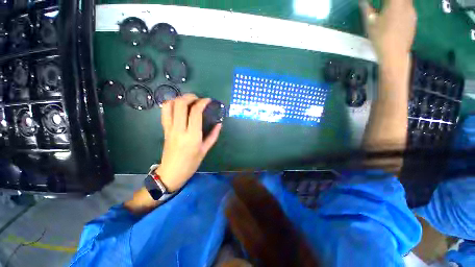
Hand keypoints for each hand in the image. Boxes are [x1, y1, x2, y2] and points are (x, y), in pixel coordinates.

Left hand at [156, 94, 221, 191]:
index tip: (208, 100)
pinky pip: (165, 112)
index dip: (202, 103)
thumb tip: (219, 124)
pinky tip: (179, 107)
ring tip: (188, 101)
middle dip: (190, 97)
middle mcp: (179, 129)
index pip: (195, 112)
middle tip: (198, 98)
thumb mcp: (205, 150)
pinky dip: (171, 104)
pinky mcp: (164, 129)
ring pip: (169, 105)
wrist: (171, 173)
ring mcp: (169, 128)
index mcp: (192, 136)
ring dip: (179, 99)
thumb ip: (213, 135)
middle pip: (180, 104)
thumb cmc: (191, 163)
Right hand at [360, 0, 416, 61]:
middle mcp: (407, 5)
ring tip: (388, 10)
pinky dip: (401, 9)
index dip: (384, 0)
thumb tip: (363, 2)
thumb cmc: (381, 38)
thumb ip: (367, 10)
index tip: (380, 2)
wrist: (395, 54)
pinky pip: (408, 9)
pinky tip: (395, 17)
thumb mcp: (370, 24)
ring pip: (406, 2)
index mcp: (396, 2)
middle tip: (384, 5)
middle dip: (391, 1)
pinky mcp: (413, 21)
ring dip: (397, 3)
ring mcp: (412, 13)